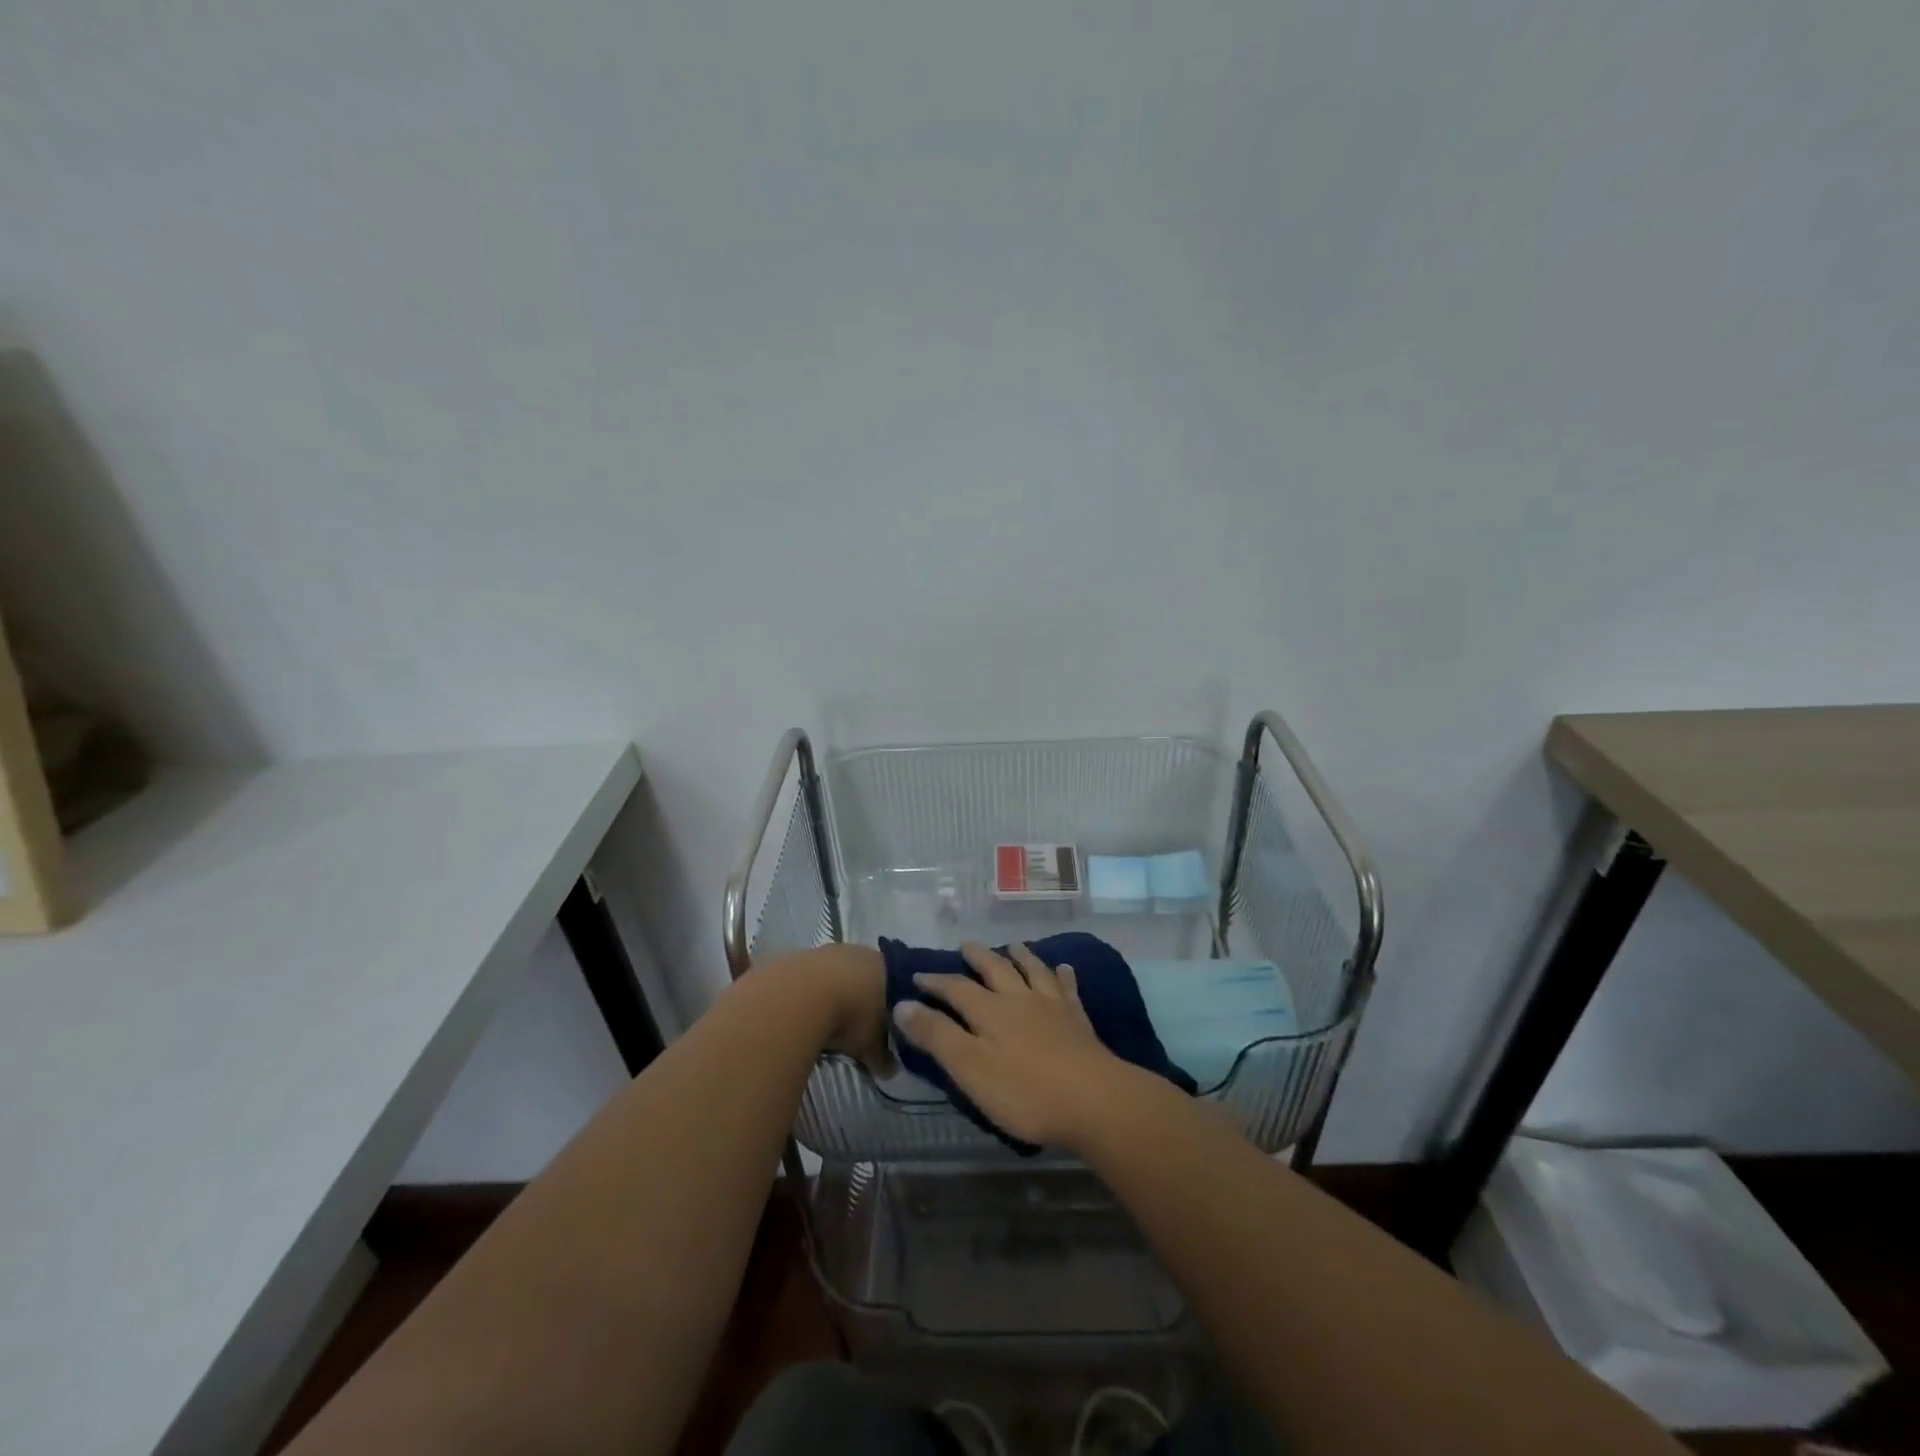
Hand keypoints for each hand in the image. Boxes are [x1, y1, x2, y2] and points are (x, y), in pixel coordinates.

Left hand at [805, 944, 894, 1077]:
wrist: (800, 996)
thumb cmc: (849, 1016)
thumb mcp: (871, 1044)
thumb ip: (883, 1057)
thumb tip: (890, 1070)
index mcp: (884, 966)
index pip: (894, 983)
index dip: (891, 1005)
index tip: (886, 1025)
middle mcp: (858, 952)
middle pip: (864, 975)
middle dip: (860, 998)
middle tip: (856, 1026)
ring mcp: (827, 952)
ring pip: (835, 974)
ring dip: (832, 994)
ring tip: (827, 1022)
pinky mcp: (798, 957)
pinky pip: (810, 978)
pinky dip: (809, 994)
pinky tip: (805, 1013)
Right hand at [892, 941, 1130, 1150]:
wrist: (1093, 1099)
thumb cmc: (1024, 1091)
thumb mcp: (969, 1068)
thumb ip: (936, 1035)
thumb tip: (902, 1004)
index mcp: (989, 1011)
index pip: (955, 988)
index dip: (935, 981)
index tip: (917, 976)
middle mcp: (1019, 998)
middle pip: (995, 969)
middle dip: (977, 957)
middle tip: (966, 945)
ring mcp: (1052, 1006)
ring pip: (1032, 971)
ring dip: (1020, 956)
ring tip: (1013, 945)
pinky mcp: (1078, 1019)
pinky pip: (1067, 988)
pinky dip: (1062, 975)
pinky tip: (1064, 968)